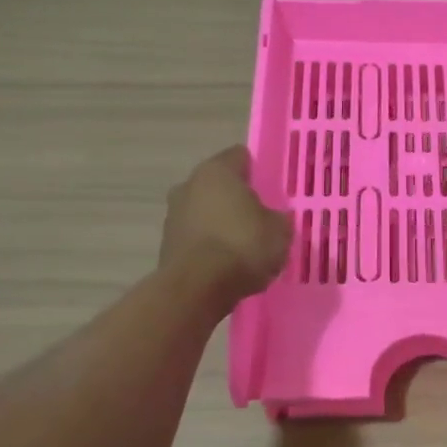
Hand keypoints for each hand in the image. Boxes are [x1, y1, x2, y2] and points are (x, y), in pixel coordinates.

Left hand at [160, 146, 291, 301]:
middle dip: (237, 199)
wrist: (197, 289)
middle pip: (219, 186)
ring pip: (204, 212)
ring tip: (244, 246)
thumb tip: (273, 219)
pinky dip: (209, 246)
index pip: (240, 157)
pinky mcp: (166, 245)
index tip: (272, 189)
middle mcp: (189, 185)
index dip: (258, 171)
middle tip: (260, 217)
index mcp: (217, 171)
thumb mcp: (280, 231)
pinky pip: (196, 238)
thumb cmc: (242, 246)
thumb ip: (278, 219)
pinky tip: (227, 264)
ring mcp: (173, 215)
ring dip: (220, 223)